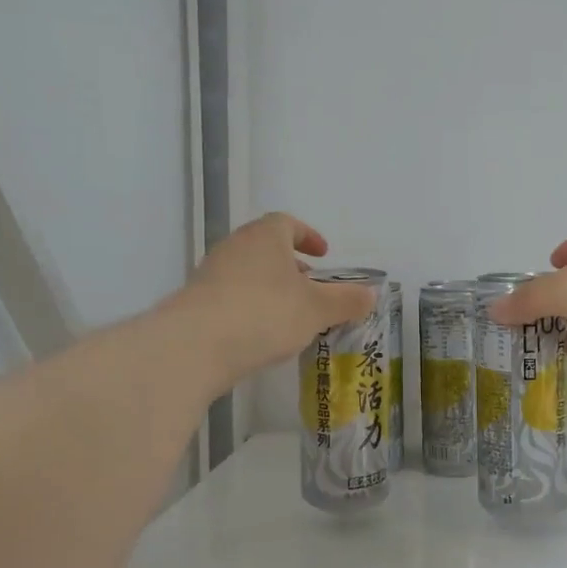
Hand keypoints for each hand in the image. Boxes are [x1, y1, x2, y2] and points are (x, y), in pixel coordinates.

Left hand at [173, 213, 376, 387]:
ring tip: (289, 315)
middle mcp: (235, 246)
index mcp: (265, 237)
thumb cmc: (265, 313)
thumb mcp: (317, 309)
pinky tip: (259, 334)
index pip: (287, 223)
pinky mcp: (195, 302)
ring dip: (269, 287)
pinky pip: (230, 296)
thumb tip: (371, 294)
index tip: (323, 255)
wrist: (195, 344)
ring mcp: (210, 274)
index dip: (308, 236)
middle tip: (309, 287)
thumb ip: (346, 301)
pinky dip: (249, 306)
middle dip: (290, 265)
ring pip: (247, 272)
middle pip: (266, 247)